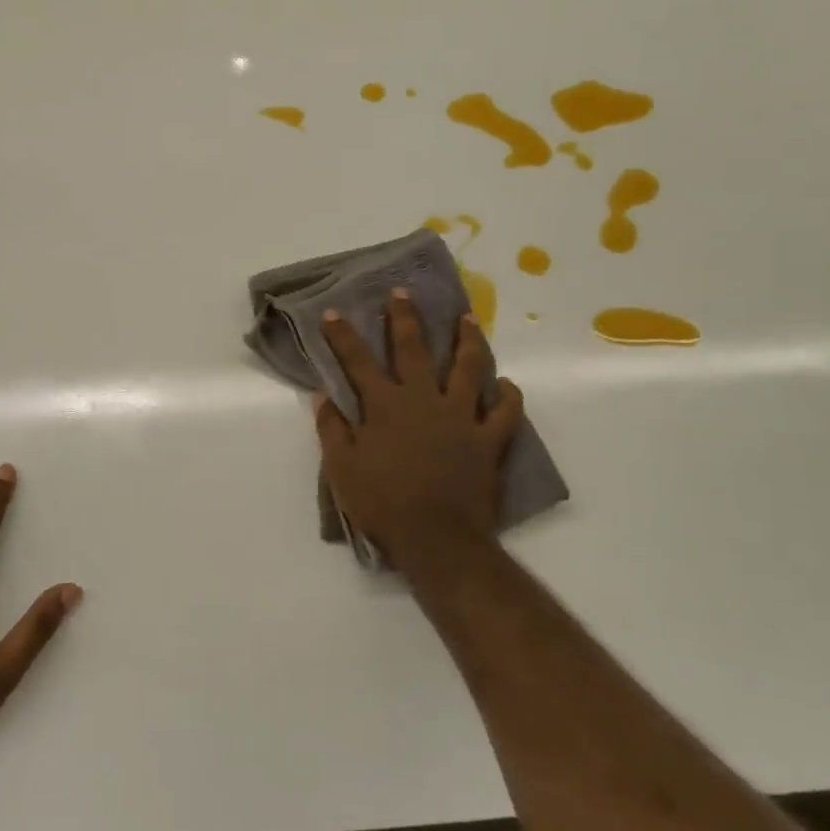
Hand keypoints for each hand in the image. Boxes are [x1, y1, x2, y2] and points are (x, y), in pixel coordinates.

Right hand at [315, 289, 524, 571]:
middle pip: (414, 349)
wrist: (436, 538)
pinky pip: (504, 412)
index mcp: (385, 406)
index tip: (333, 312)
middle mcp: (423, 400)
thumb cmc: (382, 504)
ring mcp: (460, 417)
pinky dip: (508, 396)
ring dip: (467, 340)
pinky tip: (506, 384)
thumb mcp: (342, 469)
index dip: (342, 335)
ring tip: (467, 319)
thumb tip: (321, 395)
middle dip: (404, 318)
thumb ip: (332, 429)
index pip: (357, 361)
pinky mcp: (488, 439)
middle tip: (403, 292)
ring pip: (468, 368)